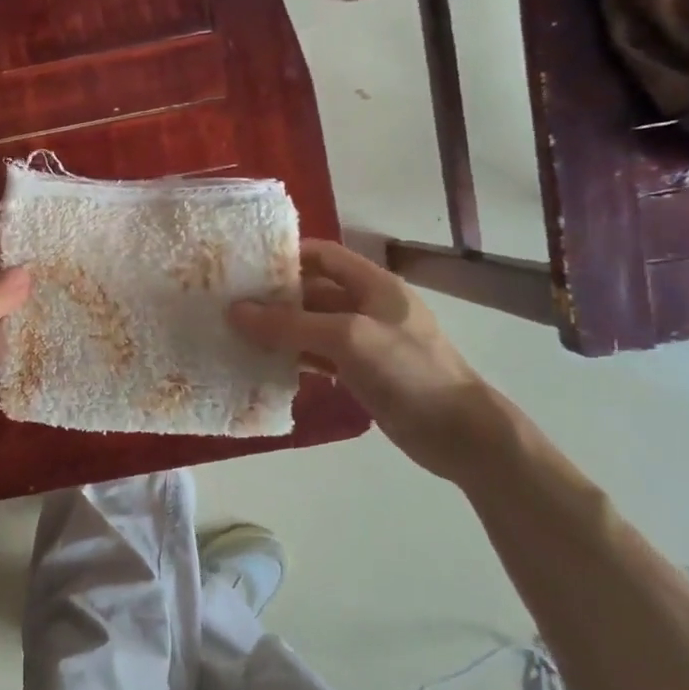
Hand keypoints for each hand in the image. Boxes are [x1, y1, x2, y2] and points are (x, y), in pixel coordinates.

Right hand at [228, 238, 499, 477]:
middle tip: (228, 303)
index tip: (244, 267)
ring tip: (235, 332)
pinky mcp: (361, 373)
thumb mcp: (347, 338)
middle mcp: (367, 306)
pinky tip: (262, 363)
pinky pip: (318, 355)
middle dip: (274, 296)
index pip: (323, 255)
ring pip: (312, 325)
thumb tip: (235, 311)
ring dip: (279, 328)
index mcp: (373, 284)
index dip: (286, 256)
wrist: (460, 434)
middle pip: (312, 290)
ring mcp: (364, 341)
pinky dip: (292, 356)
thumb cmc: (408, 371)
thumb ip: (290, 324)